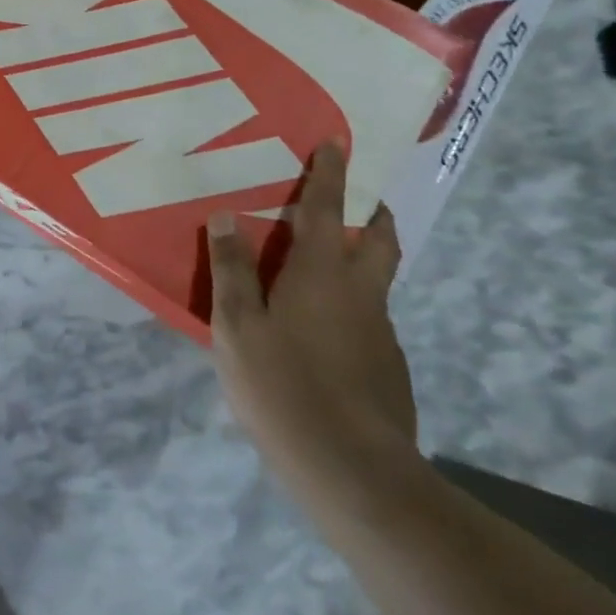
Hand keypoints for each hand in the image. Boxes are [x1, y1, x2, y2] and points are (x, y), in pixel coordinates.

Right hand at [208, 142, 418, 504]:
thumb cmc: (284, 386)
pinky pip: (369, 320)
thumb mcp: (237, 327)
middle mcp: (361, 294)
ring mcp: (381, 333)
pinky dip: (351, 307)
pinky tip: (322, 336)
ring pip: (375, 282)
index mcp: (321, 274)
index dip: (330, 174)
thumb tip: (226, 217)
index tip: (337, 142)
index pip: (327, 210)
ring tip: (323, 271)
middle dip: (371, 213)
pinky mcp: (389, 369)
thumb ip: (232, 271)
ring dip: (359, 262)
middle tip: (357, 201)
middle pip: (378, 240)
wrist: (355, 472)